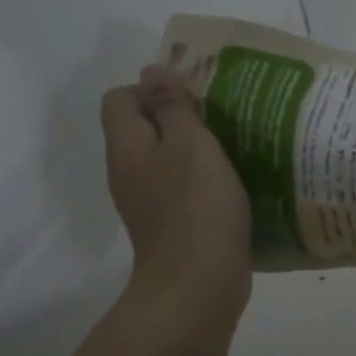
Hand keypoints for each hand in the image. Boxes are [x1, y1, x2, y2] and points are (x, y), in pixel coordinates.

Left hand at [101, 67, 251, 326]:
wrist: (197, 284)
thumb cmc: (196, 208)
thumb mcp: (191, 145)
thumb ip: (173, 106)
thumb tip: (152, 70)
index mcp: (127, 147)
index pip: (121, 98)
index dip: (153, 88)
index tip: (195, 99)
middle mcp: (129, 172)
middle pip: (144, 128)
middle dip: (180, 118)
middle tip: (222, 121)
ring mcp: (149, 202)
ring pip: (166, 160)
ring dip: (196, 151)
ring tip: (234, 149)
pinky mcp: (172, 225)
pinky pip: (182, 188)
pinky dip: (204, 181)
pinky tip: (234, 186)